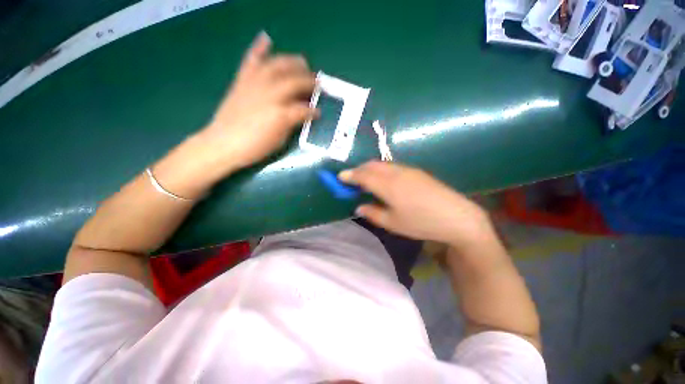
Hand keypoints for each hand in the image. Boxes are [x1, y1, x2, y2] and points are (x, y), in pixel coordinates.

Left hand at [197, 32, 317, 174]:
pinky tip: (267, 38)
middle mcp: (270, 94)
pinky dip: (259, 48)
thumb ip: (292, 124)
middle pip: (294, 81)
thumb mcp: (279, 140)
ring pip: (278, 66)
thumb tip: (301, 115)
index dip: (314, 111)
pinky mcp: (242, 81)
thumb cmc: (254, 146)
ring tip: (302, 63)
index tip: (319, 112)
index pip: (304, 108)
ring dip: (293, 63)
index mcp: (281, 114)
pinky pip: (251, 60)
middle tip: (317, 83)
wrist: (223, 143)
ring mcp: (255, 84)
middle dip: (309, 81)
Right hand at [339, 161, 496, 249]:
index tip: (340, 177)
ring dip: (369, 168)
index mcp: (388, 186)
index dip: (349, 175)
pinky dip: (381, 169)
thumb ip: (372, 213)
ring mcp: (407, 170)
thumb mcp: (393, 223)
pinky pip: (392, 166)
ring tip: (365, 179)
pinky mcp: (416, 171)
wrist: (456, 217)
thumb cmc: (421, 223)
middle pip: (371, 165)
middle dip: (358, 169)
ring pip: (382, 164)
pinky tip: (383, 179)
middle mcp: (396, 173)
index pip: (363, 175)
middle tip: (351, 179)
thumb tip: (358, 207)